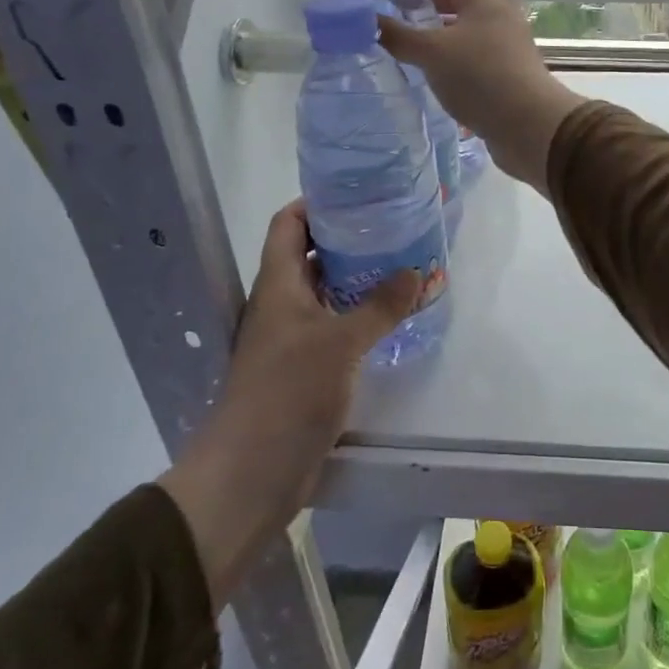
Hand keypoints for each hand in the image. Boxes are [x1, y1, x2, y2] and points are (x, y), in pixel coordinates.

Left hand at [157, 203, 418, 599]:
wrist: (251, 474)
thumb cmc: (288, 393)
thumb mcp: (340, 343)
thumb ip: (380, 306)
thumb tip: (417, 271)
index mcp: (278, 284)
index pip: (289, 223)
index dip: (317, 203)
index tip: (359, 194)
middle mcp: (281, 303)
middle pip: (311, 255)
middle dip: (350, 239)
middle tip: (396, 228)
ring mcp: (292, 337)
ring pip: (326, 292)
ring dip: (359, 279)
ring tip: (403, 266)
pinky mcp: (304, 368)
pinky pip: (334, 326)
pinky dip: (360, 315)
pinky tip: (392, 317)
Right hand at [377, 0, 584, 193]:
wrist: (529, 125)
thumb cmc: (480, 77)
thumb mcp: (432, 53)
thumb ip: (397, 34)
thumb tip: (366, 18)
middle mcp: (496, 10)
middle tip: (388, 7)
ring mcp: (503, 40)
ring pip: (462, 22)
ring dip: (433, 26)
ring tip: (400, 38)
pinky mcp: (504, 67)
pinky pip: (469, 48)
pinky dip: (446, 50)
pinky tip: (426, 66)